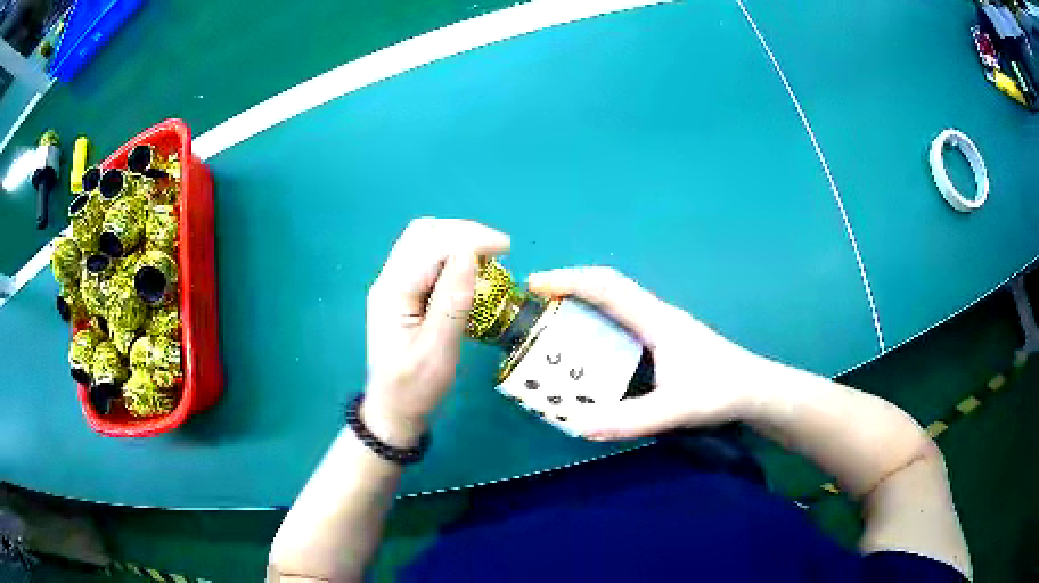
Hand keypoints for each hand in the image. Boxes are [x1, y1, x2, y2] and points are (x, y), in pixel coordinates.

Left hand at [363, 218, 509, 446]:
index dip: (469, 238)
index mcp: (392, 292)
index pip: (430, 245)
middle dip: (464, 232)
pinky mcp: (403, 292)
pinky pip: (426, 258)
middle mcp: (389, 280)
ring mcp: (393, 284)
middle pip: (423, 233)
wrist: (393, 410)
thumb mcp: (437, 352)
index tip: (506, 248)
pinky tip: (470, 269)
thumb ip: (452, 303)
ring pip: (424, 241)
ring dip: (458, 240)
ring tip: (488, 256)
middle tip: (499, 249)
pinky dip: (452, 255)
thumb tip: (470, 254)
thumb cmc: (414, 388)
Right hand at [527, 267, 765, 440]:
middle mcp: (656, 316)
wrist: (755, 391)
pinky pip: (622, 321)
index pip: (608, 287)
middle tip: (534, 305)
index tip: (535, 285)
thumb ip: (632, 419)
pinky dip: (597, 323)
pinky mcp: (664, 342)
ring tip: (552, 323)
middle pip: (607, 288)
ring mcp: (661, 327)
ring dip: (582, 304)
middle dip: (569, 288)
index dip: (570, 280)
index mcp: (657, 321)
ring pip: (615, 303)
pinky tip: (589, 348)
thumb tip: (579, 426)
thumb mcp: (677, 408)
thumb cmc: (721, 391)